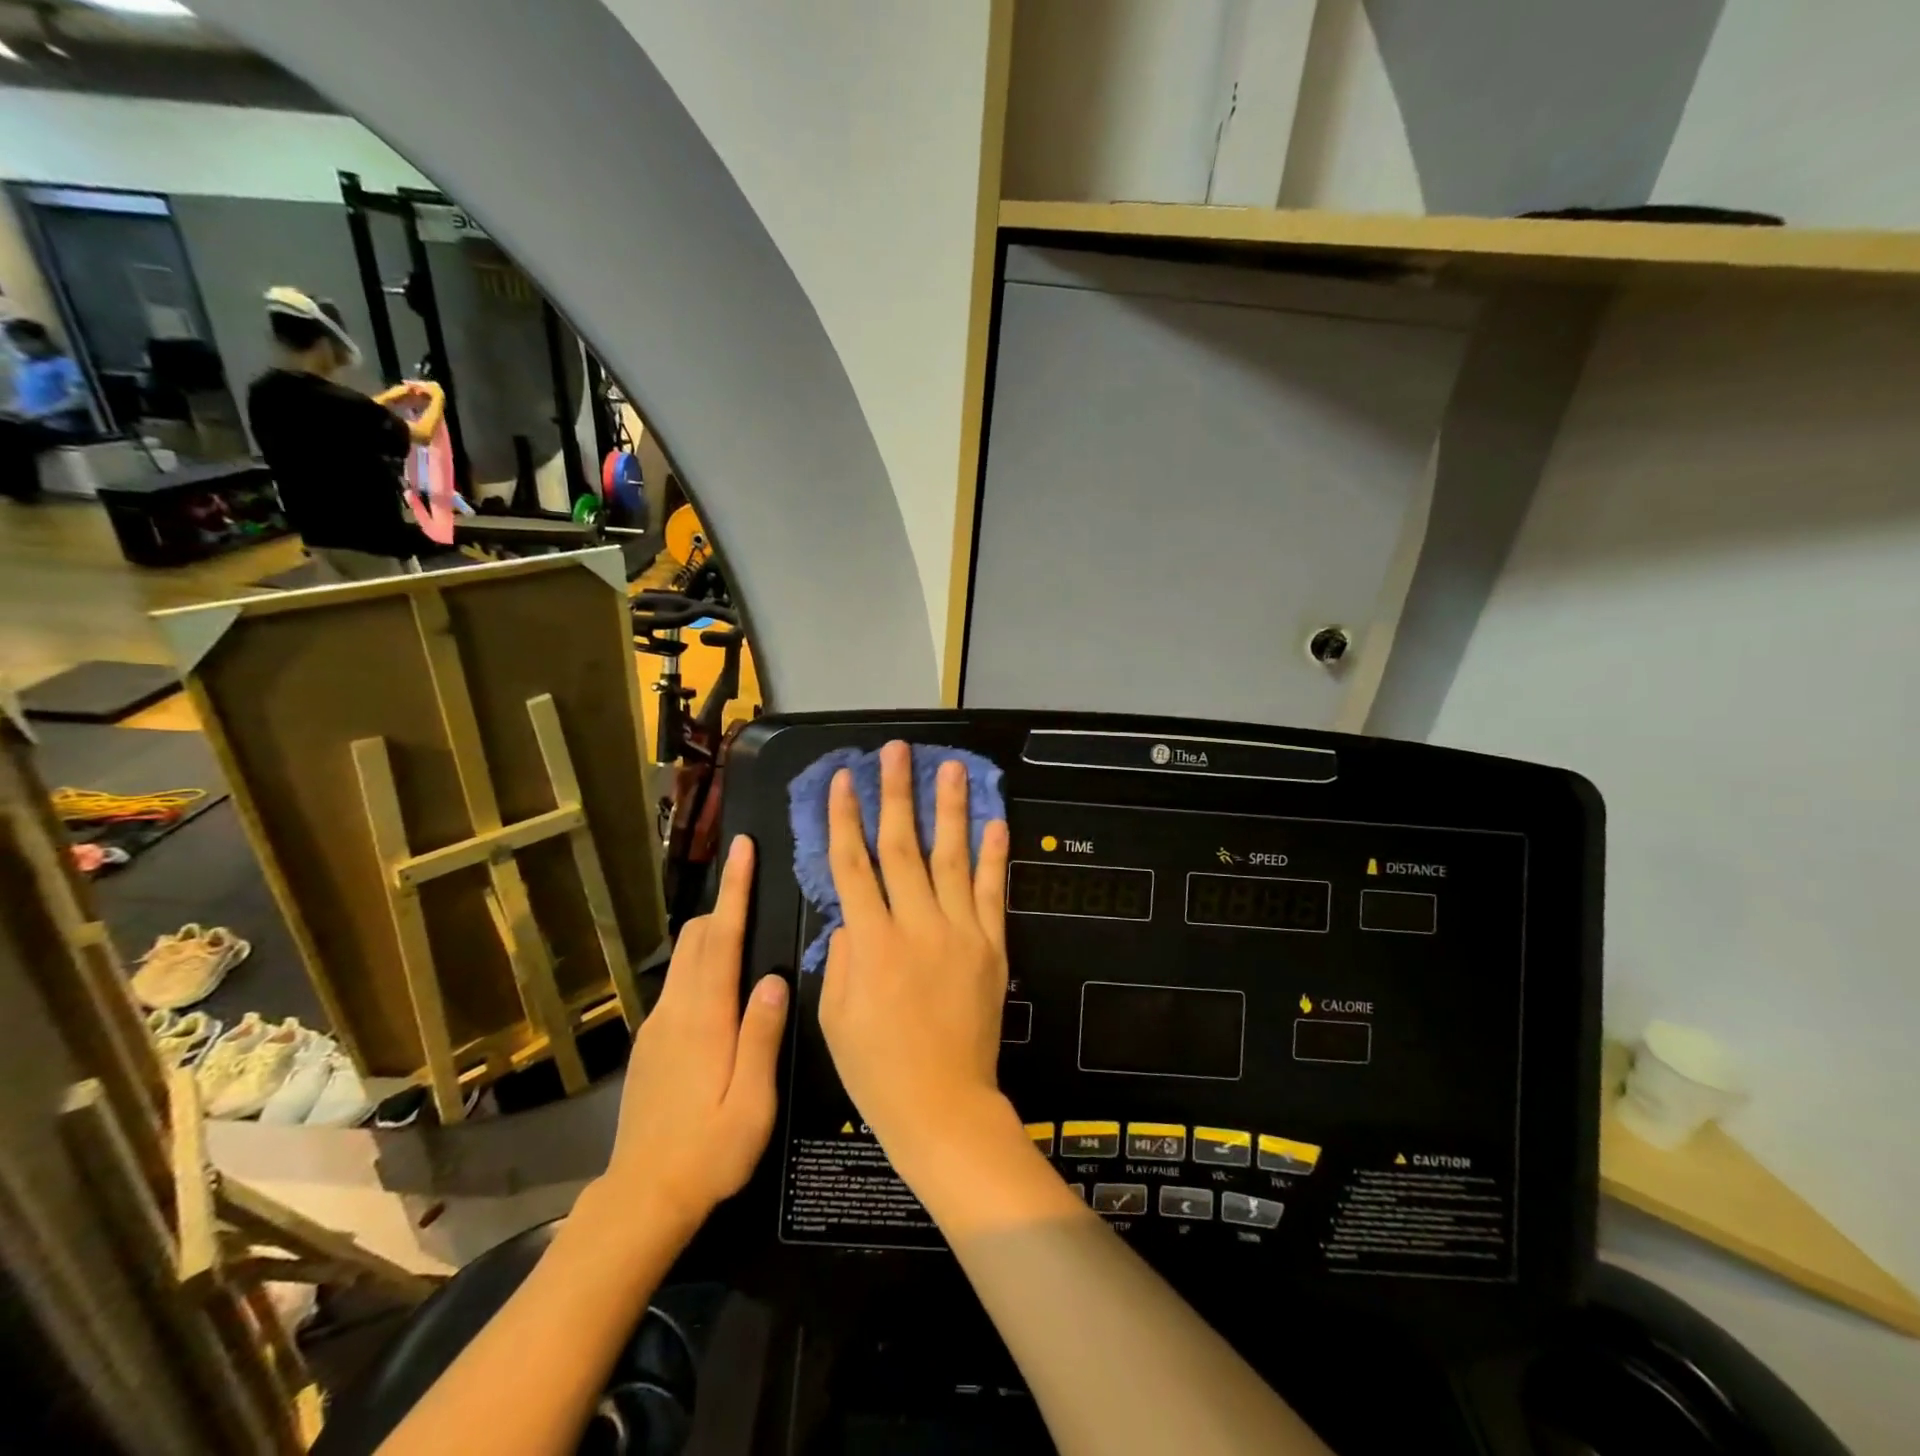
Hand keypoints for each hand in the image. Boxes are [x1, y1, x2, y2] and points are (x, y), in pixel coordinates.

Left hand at [599, 836, 787, 1248]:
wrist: (641, 1199)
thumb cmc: (709, 1152)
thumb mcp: (753, 1102)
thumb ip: (762, 1035)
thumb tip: (775, 977)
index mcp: (705, 1018)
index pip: (721, 937)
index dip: (733, 890)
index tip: (742, 848)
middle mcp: (676, 1010)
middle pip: (696, 937)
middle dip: (722, 903)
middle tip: (754, 885)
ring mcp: (657, 1026)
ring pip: (685, 958)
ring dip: (712, 932)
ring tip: (744, 927)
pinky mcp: (650, 1043)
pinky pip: (678, 984)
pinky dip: (701, 963)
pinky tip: (722, 984)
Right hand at [819, 741, 1012, 1174]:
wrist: (943, 1107)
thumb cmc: (877, 1069)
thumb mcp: (833, 1016)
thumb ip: (838, 957)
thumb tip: (850, 918)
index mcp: (870, 942)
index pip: (852, 864)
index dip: (845, 818)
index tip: (844, 779)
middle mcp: (916, 925)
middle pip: (902, 846)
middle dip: (896, 794)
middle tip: (896, 752)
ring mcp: (960, 933)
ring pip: (951, 857)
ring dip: (949, 808)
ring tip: (949, 767)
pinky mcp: (991, 947)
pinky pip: (992, 893)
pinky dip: (993, 855)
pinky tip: (995, 821)